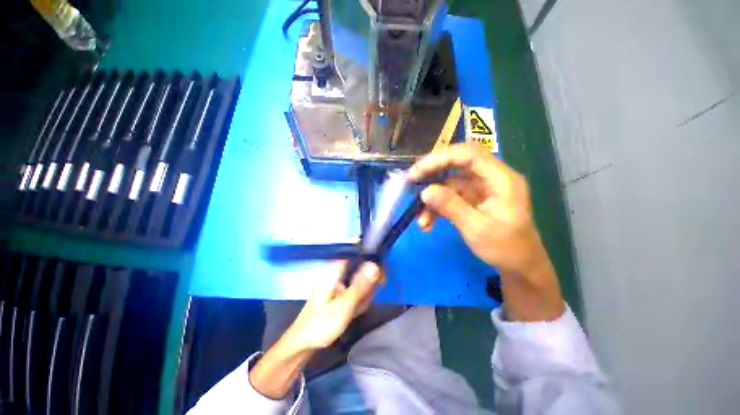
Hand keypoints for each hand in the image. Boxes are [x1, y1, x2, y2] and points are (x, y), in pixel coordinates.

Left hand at [249, 262, 380, 398]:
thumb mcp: (343, 306)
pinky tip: (354, 312)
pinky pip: (356, 293)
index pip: (357, 256)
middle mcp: (337, 275)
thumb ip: (360, 286)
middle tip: (365, 300)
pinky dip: (359, 301)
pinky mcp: (340, 295)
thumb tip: (375, 265)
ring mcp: (338, 285)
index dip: (371, 261)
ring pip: (360, 282)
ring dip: (364, 295)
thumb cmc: (320, 325)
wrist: (302, 346)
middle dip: (368, 285)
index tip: (381, 276)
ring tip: (355, 310)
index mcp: (334, 272)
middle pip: (360, 269)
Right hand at [408, 143, 563, 320]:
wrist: (519, 265)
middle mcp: (491, 177)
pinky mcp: (473, 198)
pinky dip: (437, 207)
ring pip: (450, 182)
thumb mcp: (477, 229)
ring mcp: (481, 188)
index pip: (469, 154)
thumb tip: (425, 192)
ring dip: (432, 199)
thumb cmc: (506, 248)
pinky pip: (450, 196)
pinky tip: (428, 223)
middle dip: (432, 172)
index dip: (441, 158)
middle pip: (457, 163)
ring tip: (421, 220)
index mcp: (501, 179)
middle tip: (411, 182)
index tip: (417, 171)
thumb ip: (451, 207)